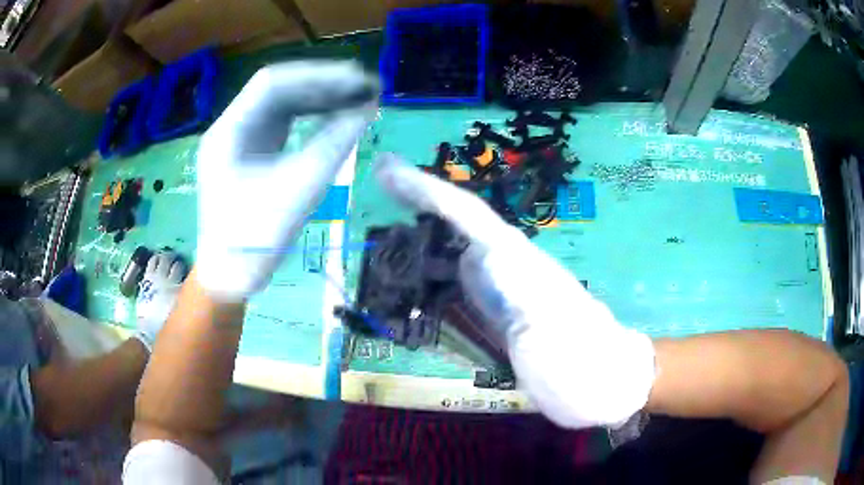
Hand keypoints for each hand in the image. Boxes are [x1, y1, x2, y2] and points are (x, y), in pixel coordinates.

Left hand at [135, 251, 185, 350]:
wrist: (149, 334)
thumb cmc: (167, 327)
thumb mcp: (180, 314)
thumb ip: (186, 301)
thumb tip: (193, 291)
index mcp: (178, 289)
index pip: (185, 272)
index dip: (186, 268)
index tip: (188, 268)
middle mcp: (168, 281)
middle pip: (173, 263)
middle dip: (176, 260)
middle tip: (178, 261)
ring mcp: (155, 278)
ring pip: (161, 260)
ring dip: (164, 258)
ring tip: (166, 259)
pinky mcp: (146, 279)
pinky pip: (151, 264)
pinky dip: (154, 260)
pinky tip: (156, 261)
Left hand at [195, 61, 378, 300]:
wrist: (230, 275)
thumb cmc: (255, 239)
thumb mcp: (299, 190)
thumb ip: (334, 144)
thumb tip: (367, 109)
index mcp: (229, 132)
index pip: (272, 83)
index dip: (318, 75)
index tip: (358, 79)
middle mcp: (231, 127)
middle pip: (278, 90)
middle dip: (323, 84)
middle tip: (366, 86)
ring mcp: (240, 139)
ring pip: (282, 104)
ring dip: (320, 98)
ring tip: (359, 97)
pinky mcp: (250, 152)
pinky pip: (283, 124)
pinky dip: (311, 117)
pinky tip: (337, 115)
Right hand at [375, 154, 656, 428]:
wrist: (604, 383)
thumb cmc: (585, 366)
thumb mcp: (557, 338)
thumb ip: (520, 295)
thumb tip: (474, 255)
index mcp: (520, 264)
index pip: (468, 215)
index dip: (427, 191)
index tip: (387, 170)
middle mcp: (508, 267)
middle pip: (458, 224)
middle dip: (418, 200)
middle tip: (379, 181)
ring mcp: (503, 290)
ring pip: (456, 248)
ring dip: (422, 229)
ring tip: (387, 214)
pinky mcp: (500, 312)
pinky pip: (460, 282)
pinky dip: (433, 270)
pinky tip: (416, 273)